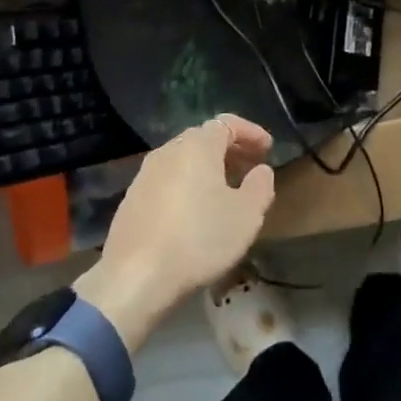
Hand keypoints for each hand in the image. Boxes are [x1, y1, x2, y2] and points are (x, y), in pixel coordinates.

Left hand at [74, 115, 276, 350]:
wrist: (135, 277)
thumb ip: (260, 186)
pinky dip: (186, 183)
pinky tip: (195, 210)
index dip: (250, 132)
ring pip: (183, 159)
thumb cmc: (199, 239)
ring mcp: (145, 174)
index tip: (268, 148)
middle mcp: (168, 151)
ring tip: (225, 190)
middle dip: (230, 149)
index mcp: (197, 146)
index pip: (227, 123)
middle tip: (250, 167)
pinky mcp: (132, 199)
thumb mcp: (246, 216)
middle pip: (203, 138)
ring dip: (207, 167)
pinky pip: (167, 179)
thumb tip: (261, 170)